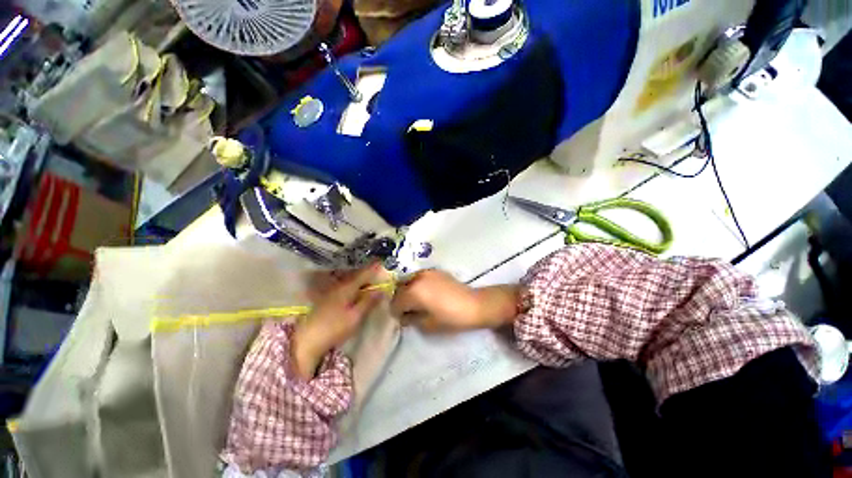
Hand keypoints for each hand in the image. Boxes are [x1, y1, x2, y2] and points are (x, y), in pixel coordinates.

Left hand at [292, 264, 384, 378]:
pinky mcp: (327, 300)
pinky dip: (353, 287)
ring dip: (360, 280)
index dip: (373, 268)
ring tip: (370, 281)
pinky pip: (345, 288)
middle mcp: (339, 286)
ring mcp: (331, 292)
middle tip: (379, 271)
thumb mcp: (356, 316)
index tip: (382, 261)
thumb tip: (381, 290)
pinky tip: (356, 291)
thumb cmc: (334, 327)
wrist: (307, 340)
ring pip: (350, 282)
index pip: (364, 274)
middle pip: (356, 276)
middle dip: (367, 273)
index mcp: (347, 287)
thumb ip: (369, 301)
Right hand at [391, 269, 520, 332]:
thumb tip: (404, 316)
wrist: (474, 305)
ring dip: (408, 291)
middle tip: (409, 311)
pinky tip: (427, 293)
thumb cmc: (450, 318)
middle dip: (401, 300)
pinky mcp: (435, 271)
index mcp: (413, 291)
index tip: (404, 319)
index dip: (396, 313)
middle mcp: (417, 278)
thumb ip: (411, 319)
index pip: (395, 302)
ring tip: (418, 301)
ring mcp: (426, 272)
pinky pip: (419, 277)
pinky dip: (417, 285)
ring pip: (408, 281)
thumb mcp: (427, 324)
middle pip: (399, 289)